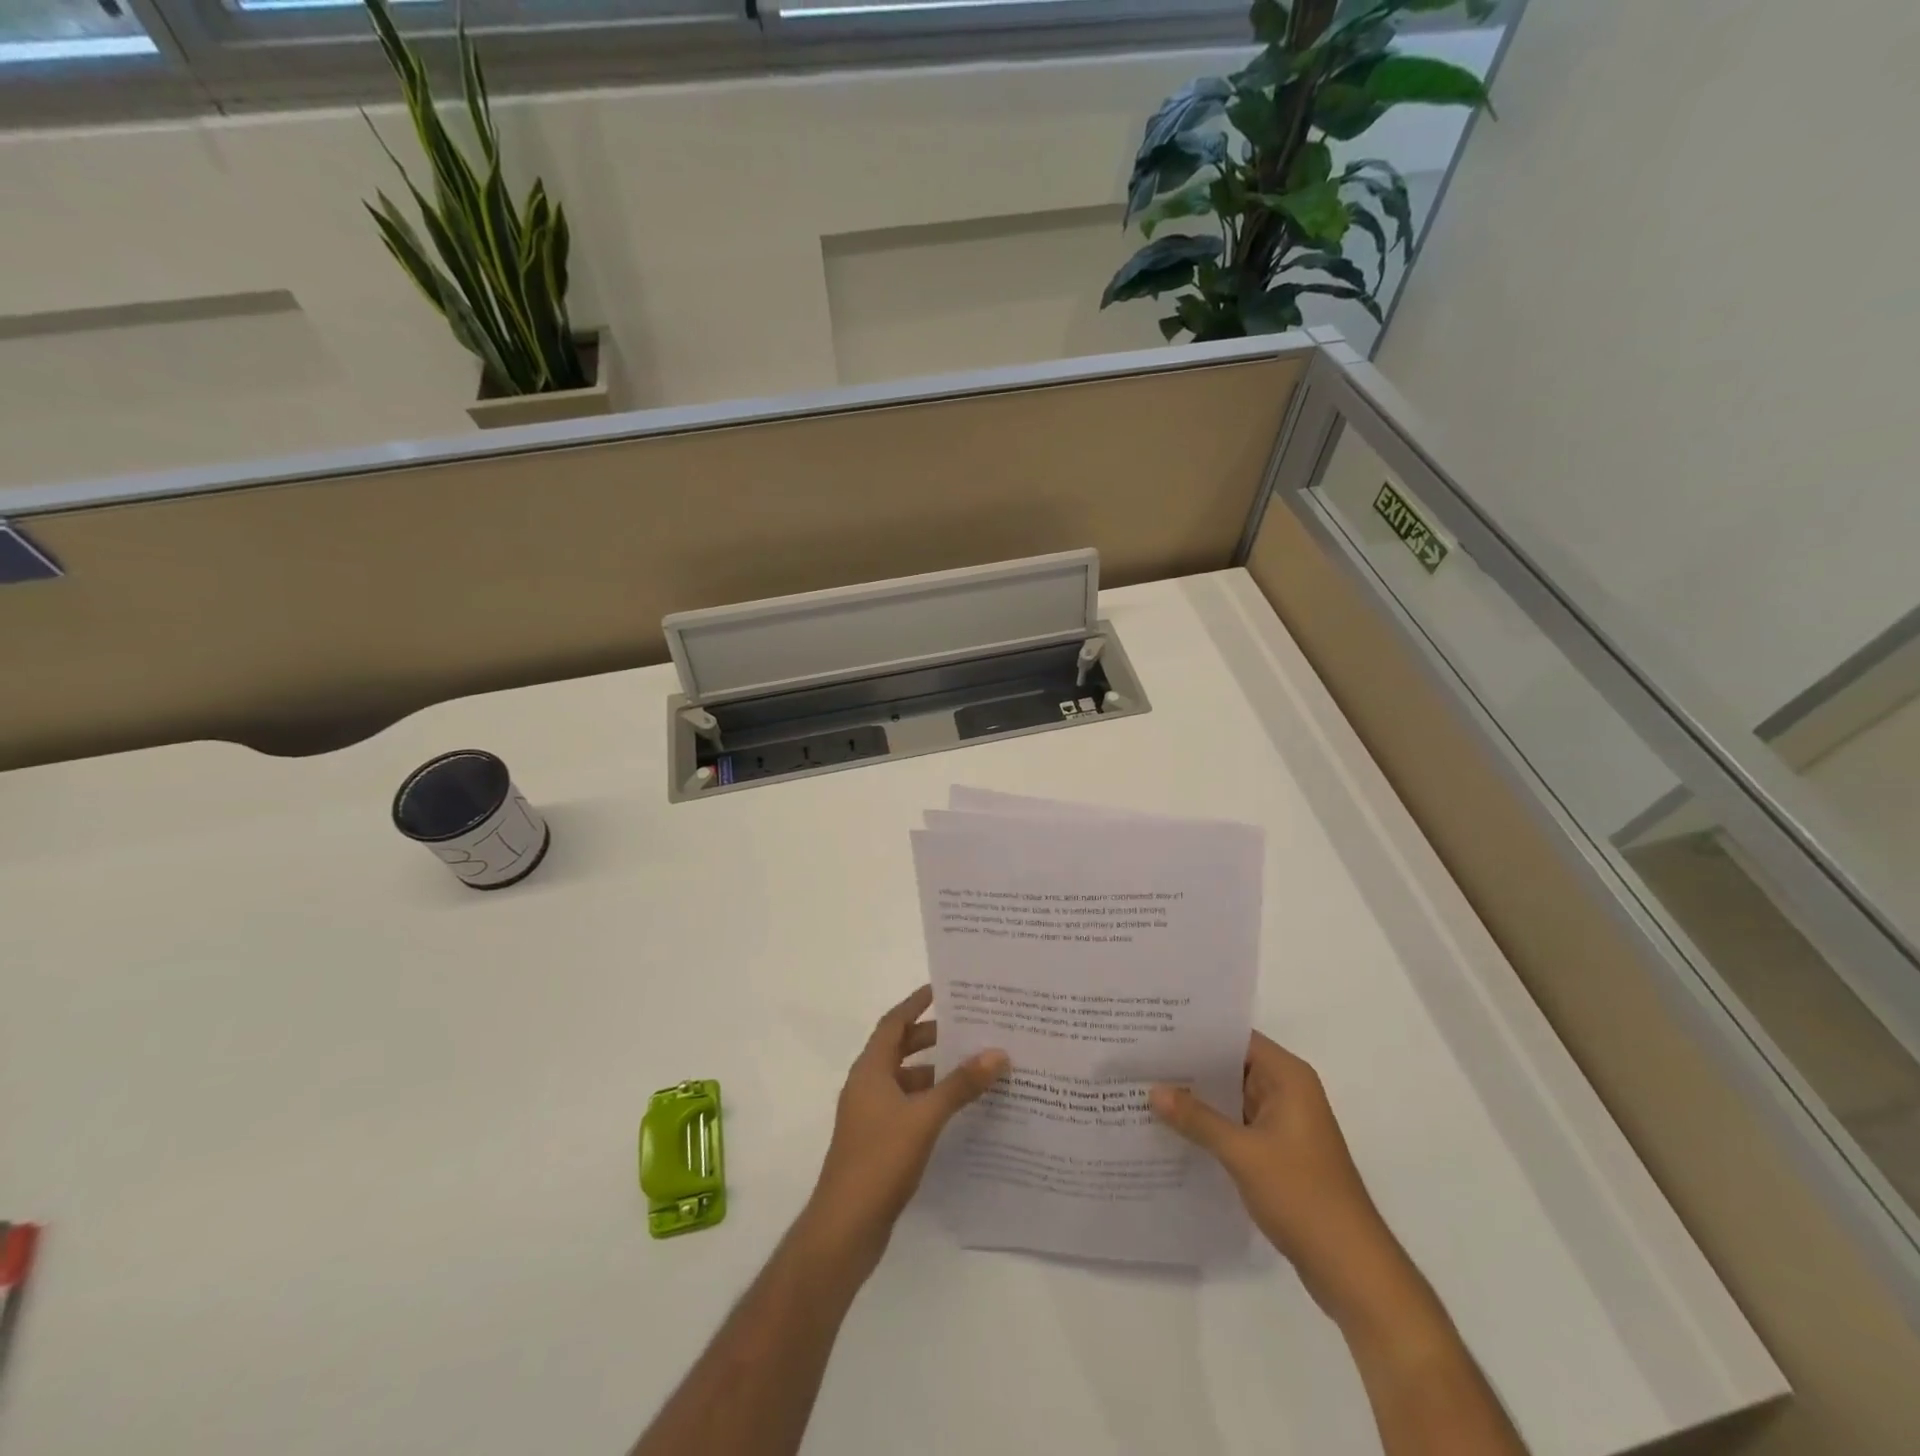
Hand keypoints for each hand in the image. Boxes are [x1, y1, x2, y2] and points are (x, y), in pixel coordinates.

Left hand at [803, 985, 1007, 1271]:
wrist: (845, 1227)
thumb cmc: (880, 1160)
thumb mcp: (925, 1117)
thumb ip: (960, 1085)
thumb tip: (997, 1053)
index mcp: (870, 1070)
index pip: (894, 1023)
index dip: (916, 1003)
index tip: (943, 990)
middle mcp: (867, 1086)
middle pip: (900, 1049)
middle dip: (933, 1038)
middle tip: (970, 1031)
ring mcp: (870, 1116)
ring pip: (906, 1080)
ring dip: (935, 1073)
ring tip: (974, 1069)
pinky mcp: (878, 1143)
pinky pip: (908, 1107)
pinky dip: (931, 1102)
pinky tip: (959, 1112)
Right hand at [1151, 1032, 1413, 1326]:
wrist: (1351, 1268)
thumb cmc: (1303, 1196)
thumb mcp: (1242, 1153)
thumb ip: (1197, 1119)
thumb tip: (1153, 1090)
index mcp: (1288, 1077)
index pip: (1236, 1038)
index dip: (1197, 1032)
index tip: (1155, 1029)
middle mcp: (1287, 1091)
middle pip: (1231, 1065)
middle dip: (1190, 1065)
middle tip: (1141, 1057)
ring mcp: (1283, 1123)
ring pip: (1231, 1096)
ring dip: (1197, 1097)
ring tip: (1146, 1087)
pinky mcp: (1277, 1152)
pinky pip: (1235, 1124)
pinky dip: (1209, 1124)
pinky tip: (1173, 1127)